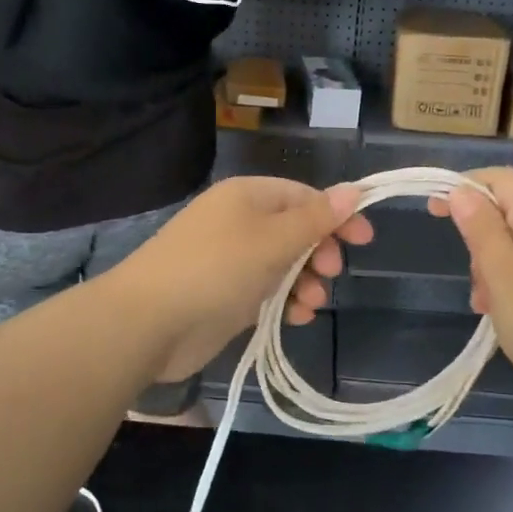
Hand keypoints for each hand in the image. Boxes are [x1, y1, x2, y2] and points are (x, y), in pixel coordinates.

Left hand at [108, 178, 372, 384]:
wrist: (149, 322)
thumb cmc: (216, 269)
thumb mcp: (273, 240)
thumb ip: (315, 219)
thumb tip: (353, 189)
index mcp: (247, 197)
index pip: (303, 196)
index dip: (336, 215)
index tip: (364, 240)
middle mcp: (239, 222)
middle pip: (295, 230)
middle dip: (319, 251)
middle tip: (331, 272)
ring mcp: (230, 260)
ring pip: (283, 264)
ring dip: (305, 281)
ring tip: (311, 303)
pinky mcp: (225, 294)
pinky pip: (266, 290)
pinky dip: (284, 300)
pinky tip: (295, 317)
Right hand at [430, 167, 512, 436]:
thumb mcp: (502, 273)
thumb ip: (480, 228)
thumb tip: (462, 191)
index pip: (502, 179)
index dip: (465, 186)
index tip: (433, 211)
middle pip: (508, 212)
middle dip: (478, 237)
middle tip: (473, 277)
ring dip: (490, 269)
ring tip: (484, 305)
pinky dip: (508, 288)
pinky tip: (501, 317)